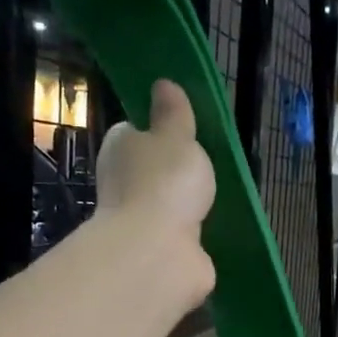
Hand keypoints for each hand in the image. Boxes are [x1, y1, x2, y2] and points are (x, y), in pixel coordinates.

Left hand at [95, 79, 215, 304]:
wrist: (158, 252)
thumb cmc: (165, 182)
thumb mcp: (176, 136)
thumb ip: (173, 113)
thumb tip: (163, 84)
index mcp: (120, 149)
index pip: (135, 132)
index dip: (158, 130)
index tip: (184, 132)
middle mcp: (123, 184)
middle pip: (151, 170)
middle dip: (175, 171)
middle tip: (207, 165)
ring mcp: (140, 221)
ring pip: (166, 205)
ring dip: (185, 204)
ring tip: (216, 196)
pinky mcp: (158, 252)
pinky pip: (179, 236)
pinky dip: (193, 233)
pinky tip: (213, 228)